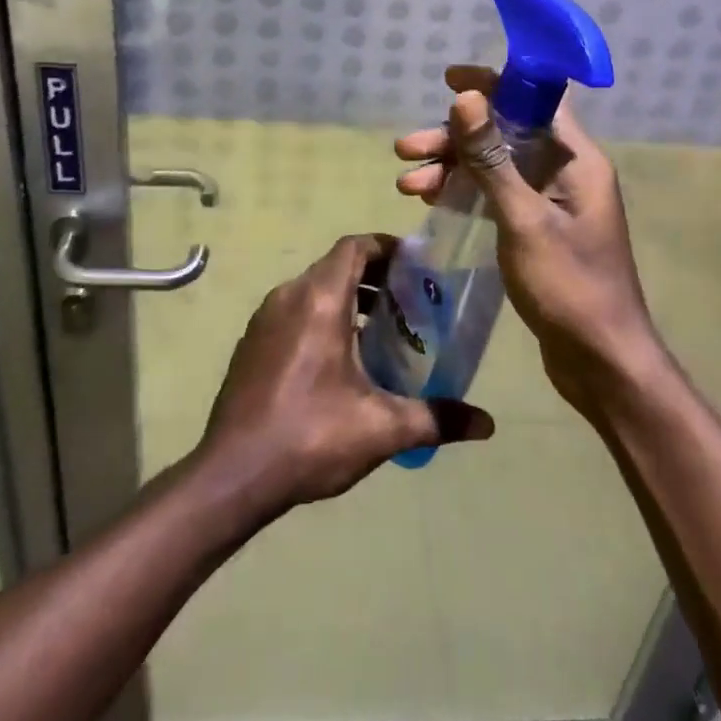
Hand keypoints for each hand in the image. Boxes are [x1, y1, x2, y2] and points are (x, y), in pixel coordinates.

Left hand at [198, 234, 493, 514]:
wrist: (232, 474)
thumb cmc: (309, 437)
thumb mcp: (381, 429)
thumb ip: (436, 418)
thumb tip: (487, 424)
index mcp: (318, 300)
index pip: (354, 247)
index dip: (386, 247)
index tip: (416, 264)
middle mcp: (288, 296)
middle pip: (336, 266)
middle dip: (374, 277)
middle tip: (409, 301)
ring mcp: (264, 318)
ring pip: (313, 289)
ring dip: (348, 298)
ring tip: (381, 330)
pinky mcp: (251, 342)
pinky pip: (294, 310)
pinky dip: (321, 316)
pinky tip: (341, 359)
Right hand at [394, 65, 665, 418]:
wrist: (601, 362)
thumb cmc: (568, 287)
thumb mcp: (523, 219)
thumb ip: (492, 159)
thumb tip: (465, 98)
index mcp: (576, 160)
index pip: (536, 100)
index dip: (494, 83)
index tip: (449, 81)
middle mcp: (566, 172)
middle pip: (506, 133)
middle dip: (455, 138)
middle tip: (405, 150)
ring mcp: (551, 202)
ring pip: (495, 166)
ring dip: (452, 168)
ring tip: (406, 185)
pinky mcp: (537, 228)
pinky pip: (497, 194)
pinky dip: (465, 193)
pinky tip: (430, 202)